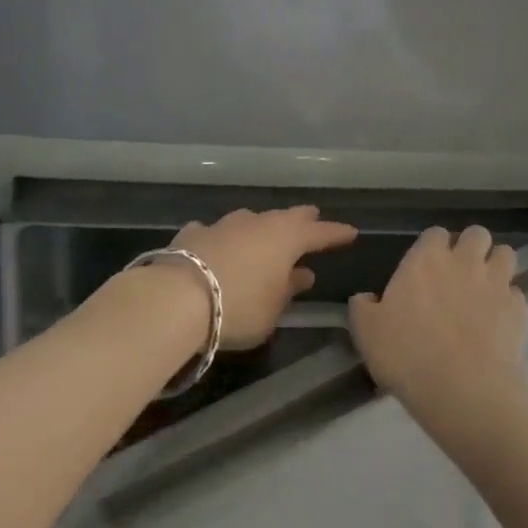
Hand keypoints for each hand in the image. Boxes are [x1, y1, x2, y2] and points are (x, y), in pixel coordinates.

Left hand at [169, 206, 357, 350]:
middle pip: (286, 217)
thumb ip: (288, 291)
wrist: (176, 297)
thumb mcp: (272, 310)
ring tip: (264, 234)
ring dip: (260, 227)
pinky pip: (214, 232)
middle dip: (302, 219)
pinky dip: (220, 238)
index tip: (351, 232)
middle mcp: (258, 223)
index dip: (336, 233)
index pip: (320, 233)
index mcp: (287, 239)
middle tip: (312, 218)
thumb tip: (302, 275)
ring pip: (250, 220)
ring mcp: (224, 224)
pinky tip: (215, 244)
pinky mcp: (193, 233)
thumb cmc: (238, 307)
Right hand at [349, 225, 527, 435]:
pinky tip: (499, 320)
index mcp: (426, 259)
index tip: (427, 266)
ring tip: (486, 287)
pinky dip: (509, 301)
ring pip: (506, 254)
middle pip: (477, 234)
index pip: (435, 233)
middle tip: (460, 271)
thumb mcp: (367, 332)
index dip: (433, 246)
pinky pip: (516, 292)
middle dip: (471, 246)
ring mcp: (496, 282)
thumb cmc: (407, 354)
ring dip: (496, 264)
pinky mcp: (518, 308)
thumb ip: (363, 307)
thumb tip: (365, 298)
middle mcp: (464, 261)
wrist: (463, 388)